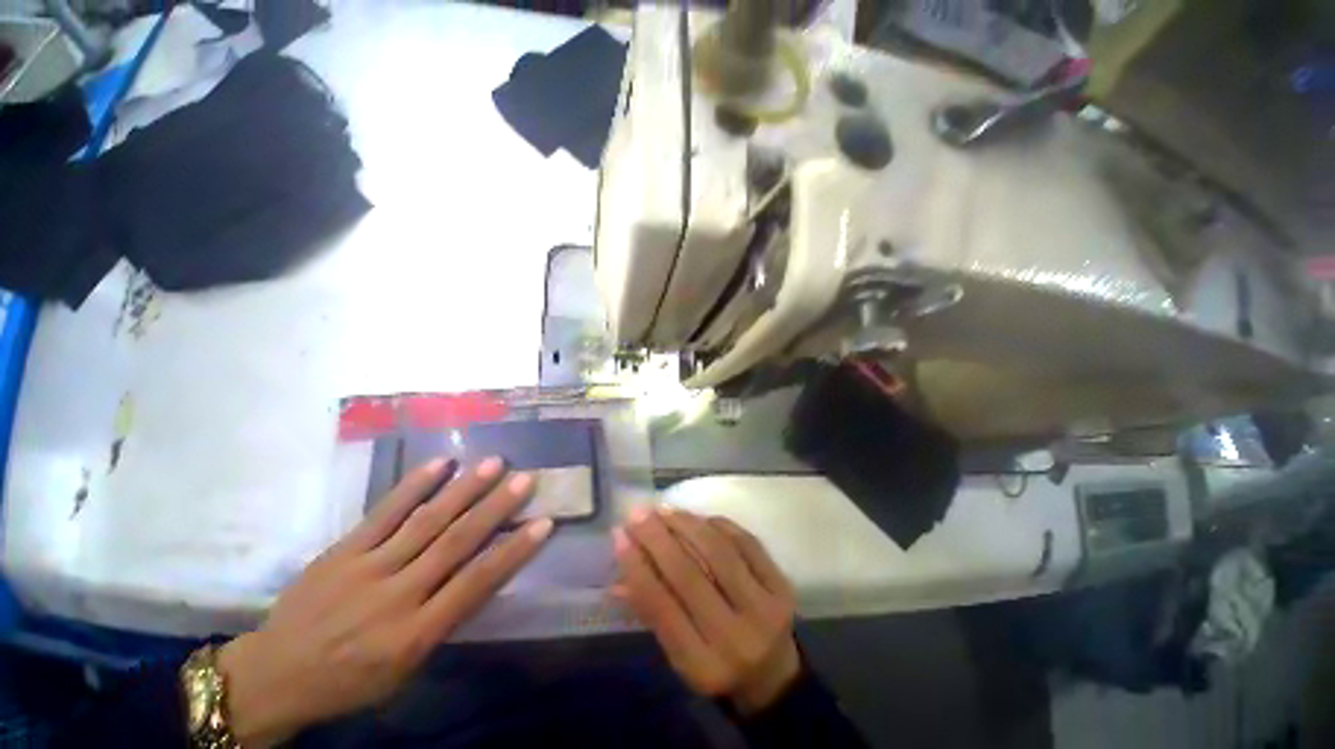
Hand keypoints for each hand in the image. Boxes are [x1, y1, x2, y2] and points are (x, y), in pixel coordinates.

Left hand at [217, 457, 552, 746]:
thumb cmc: (348, 681)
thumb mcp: (403, 670)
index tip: (544, 523)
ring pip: (424, 522)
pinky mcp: (341, 551)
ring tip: (493, 463)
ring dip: (463, 489)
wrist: (272, 676)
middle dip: (495, 509)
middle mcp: (395, 597)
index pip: (475, 585)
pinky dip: (414, 486)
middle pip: (454, 544)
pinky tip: (440, 463)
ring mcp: (365, 569)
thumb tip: (480, 574)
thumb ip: (443, 621)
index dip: (513, 552)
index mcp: (413, 635)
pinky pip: (383, 513)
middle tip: (525, 479)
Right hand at [613, 506, 800, 714]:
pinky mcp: (782, 586)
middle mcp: (737, 639)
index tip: (620, 536)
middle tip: (638, 513)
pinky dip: (719, 525)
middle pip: (690, 575)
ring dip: (687, 524)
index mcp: (704, 666)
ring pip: (718, 552)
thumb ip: (651, 613)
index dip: (638, 568)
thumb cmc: (717, 665)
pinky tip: (699, 518)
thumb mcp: (680, 654)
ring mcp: (765, 608)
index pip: (663, 609)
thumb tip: (617, 575)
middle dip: (658, 538)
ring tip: (665, 509)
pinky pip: (746, 542)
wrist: (775, 676)